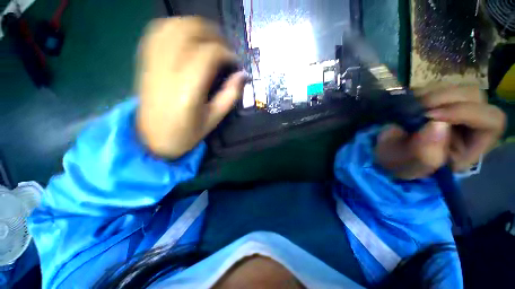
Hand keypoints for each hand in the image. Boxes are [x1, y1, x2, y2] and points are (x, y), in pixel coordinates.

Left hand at [136, 17, 245, 157]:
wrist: (153, 138)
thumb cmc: (187, 133)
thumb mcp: (214, 119)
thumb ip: (230, 95)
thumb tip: (242, 75)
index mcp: (188, 90)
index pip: (208, 54)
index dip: (226, 52)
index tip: (234, 62)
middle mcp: (167, 71)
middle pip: (189, 31)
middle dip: (212, 33)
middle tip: (224, 47)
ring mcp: (152, 63)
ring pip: (172, 26)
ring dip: (194, 26)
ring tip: (208, 40)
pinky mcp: (145, 62)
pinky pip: (157, 32)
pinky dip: (175, 28)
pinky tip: (187, 38)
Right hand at [375, 85, 505, 179]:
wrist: (389, 153)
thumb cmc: (403, 164)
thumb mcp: (412, 166)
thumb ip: (426, 153)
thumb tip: (436, 124)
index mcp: (473, 147)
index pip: (492, 120)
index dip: (466, 112)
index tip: (430, 117)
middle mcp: (471, 124)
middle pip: (476, 97)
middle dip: (446, 98)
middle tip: (417, 108)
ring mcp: (455, 109)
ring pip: (458, 87)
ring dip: (432, 93)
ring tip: (410, 107)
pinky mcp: (439, 102)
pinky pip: (438, 86)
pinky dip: (422, 91)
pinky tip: (409, 103)